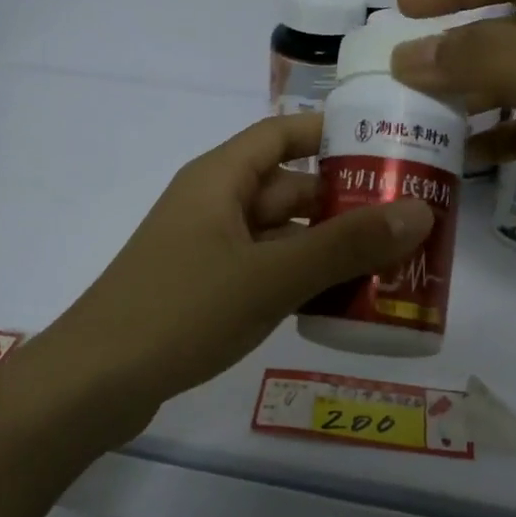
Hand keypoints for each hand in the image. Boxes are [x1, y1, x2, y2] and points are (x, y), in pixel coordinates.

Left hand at [32, 113, 433, 429]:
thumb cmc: (181, 311)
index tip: (389, 146)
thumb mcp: (270, 276)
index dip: (333, 133)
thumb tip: (420, 212)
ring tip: (391, 265)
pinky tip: (341, 306)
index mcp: (219, 179)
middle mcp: (213, 205)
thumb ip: (344, 246)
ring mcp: (207, 251)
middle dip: (345, 204)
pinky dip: (300, 281)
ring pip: (280, 236)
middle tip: (408, 220)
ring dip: (327, 248)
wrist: (94, 383)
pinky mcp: (204, 292)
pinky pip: (264, 272)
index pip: (283, 133)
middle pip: (288, 189)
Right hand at [391, 0, 515, 254]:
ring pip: (512, 85)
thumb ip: (486, 62)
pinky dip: (499, 139)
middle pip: (504, 33)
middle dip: (452, 52)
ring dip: (470, 99)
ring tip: (422, 120)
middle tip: (400, 79)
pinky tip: (467, 158)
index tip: (402, 12)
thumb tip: (408, 55)